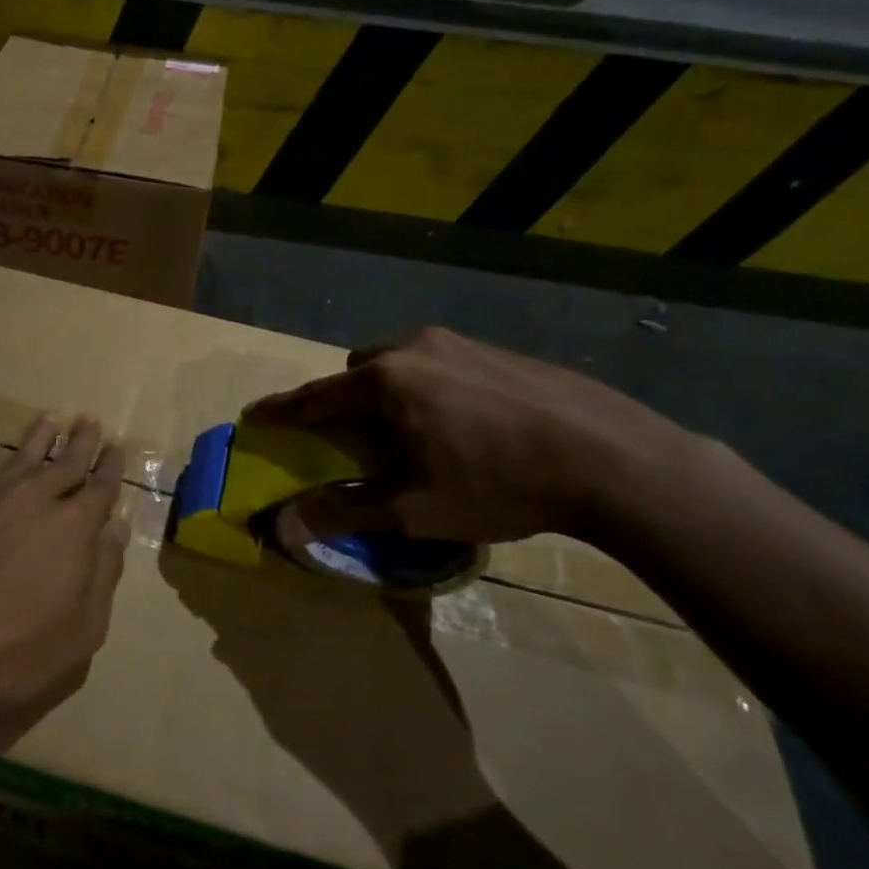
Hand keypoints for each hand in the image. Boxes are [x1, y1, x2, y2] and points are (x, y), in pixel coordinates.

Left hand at [0, 414, 128, 720]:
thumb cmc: (17, 650)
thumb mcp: (83, 628)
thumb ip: (104, 573)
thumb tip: (116, 528)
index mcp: (76, 527)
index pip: (102, 487)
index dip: (112, 466)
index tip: (117, 446)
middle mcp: (39, 498)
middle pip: (67, 461)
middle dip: (83, 442)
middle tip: (90, 422)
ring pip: (26, 453)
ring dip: (42, 435)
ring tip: (51, 419)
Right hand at [244, 328, 688, 544]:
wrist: (613, 457)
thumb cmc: (500, 484)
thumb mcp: (415, 509)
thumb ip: (343, 511)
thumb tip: (281, 526)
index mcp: (385, 383)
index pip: (315, 397)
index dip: (282, 410)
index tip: (255, 416)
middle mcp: (413, 349)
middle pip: (357, 371)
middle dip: (345, 401)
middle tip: (357, 439)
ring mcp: (458, 343)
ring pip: (400, 362)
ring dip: (389, 391)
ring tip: (416, 432)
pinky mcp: (496, 348)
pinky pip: (439, 362)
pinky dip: (430, 387)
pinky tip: (466, 422)